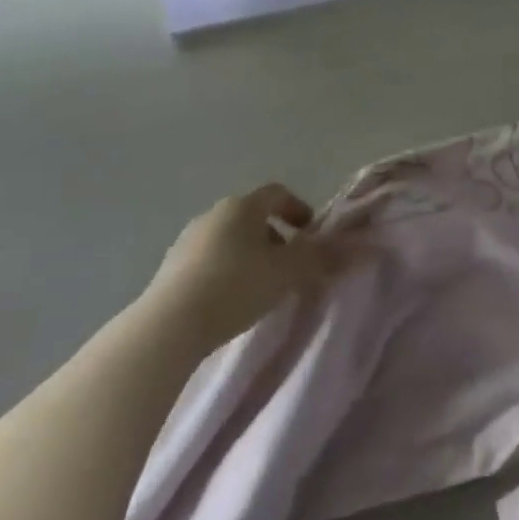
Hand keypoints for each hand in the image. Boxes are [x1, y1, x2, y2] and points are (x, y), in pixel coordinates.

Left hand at [143, 184, 340, 342]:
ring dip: (249, 256)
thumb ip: (319, 257)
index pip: (277, 193)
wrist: (169, 326)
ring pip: (229, 239)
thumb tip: (349, 247)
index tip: (310, 233)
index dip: (297, 209)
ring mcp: (186, 240)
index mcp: (242, 206)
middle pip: (252, 217)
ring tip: (260, 288)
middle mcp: (213, 214)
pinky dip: (225, 272)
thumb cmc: (236, 287)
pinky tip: (229, 301)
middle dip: (274, 237)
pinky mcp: (169, 269)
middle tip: (288, 265)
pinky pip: (207, 261)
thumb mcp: (288, 273)